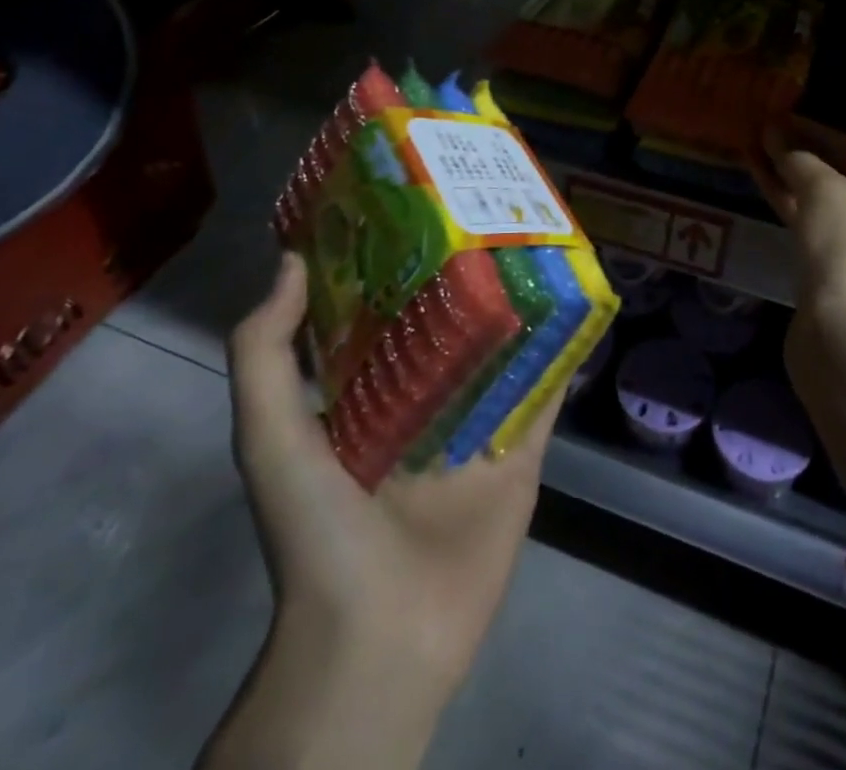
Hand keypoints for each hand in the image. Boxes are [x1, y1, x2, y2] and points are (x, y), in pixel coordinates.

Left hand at [227, 255, 560, 702]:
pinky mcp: (521, 452)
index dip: (396, 263)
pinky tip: (581, 304)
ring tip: (542, 242)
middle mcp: (423, 402)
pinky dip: (563, 351)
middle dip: (468, 275)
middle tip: (491, 211)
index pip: (382, 314)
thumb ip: (265, 353)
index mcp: (364, 396)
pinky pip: (545, 392)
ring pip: (504, 350)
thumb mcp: (272, 437)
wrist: (381, 638)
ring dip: (521, 305)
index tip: (417, 207)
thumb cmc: (321, 531)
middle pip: (451, 325)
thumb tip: (292, 259)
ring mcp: (476, 427)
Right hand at [755, 116, 845, 331]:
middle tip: (766, 135)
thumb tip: (775, 136)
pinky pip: (821, 232)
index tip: (782, 118)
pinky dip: (795, 209)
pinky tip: (765, 183)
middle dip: (804, 158)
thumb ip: (800, 159)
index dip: (817, 133)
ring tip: (756, 152)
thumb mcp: (825, 191)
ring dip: (794, 182)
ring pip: (831, 207)